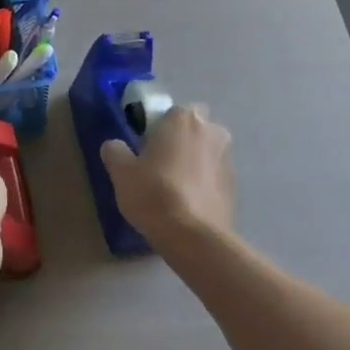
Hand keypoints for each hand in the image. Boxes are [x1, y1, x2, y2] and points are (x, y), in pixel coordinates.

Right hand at [101, 104, 234, 250]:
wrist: (193, 237)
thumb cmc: (154, 193)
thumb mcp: (121, 172)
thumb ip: (115, 151)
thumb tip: (115, 146)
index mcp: (184, 118)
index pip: (171, 111)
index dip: (158, 128)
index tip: (145, 147)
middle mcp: (212, 131)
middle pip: (194, 129)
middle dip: (181, 141)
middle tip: (160, 165)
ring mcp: (228, 159)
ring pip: (206, 152)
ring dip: (194, 162)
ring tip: (173, 189)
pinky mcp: (235, 187)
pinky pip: (214, 177)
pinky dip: (203, 184)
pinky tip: (187, 205)